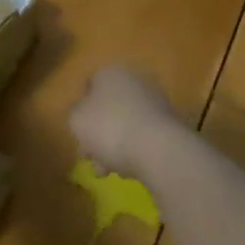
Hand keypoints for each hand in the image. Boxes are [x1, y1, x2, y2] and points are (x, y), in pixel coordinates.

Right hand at [69, 65, 181, 180]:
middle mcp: (134, 80)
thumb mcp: (76, 120)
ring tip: (105, 171)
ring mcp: (155, 102)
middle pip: (108, 108)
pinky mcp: (169, 124)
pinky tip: (127, 170)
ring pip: (124, 124)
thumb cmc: (110, 128)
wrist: (158, 149)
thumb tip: (83, 115)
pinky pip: (142, 136)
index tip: (77, 133)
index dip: (80, 111)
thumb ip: (75, 114)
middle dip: (97, 134)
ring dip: (112, 146)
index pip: (90, 86)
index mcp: (111, 72)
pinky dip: (133, 150)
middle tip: (89, 157)